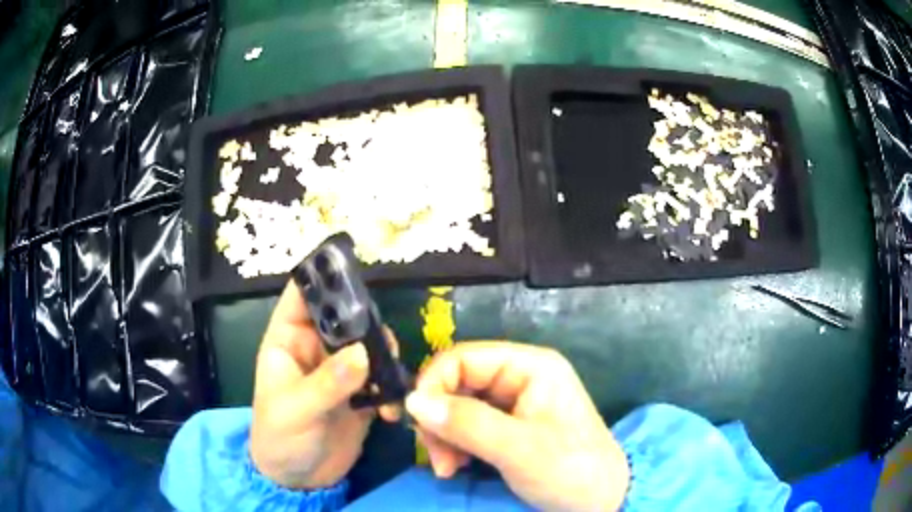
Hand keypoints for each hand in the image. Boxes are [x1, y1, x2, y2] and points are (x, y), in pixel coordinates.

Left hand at [249, 280, 397, 488]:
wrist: (298, 480)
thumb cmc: (279, 438)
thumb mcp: (295, 410)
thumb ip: (327, 382)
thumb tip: (363, 352)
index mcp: (288, 341)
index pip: (301, 297)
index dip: (321, 277)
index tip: (350, 265)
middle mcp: (315, 350)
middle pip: (343, 318)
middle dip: (365, 321)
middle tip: (384, 337)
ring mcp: (340, 373)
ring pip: (367, 346)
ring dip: (384, 355)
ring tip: (392, 372)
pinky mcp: (360, 395)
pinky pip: (381, 379)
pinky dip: (392, 387)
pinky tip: (392, 408)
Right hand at [405, 342, 628, 510]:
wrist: (602, 501)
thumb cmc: (570, 470)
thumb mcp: (519, 449)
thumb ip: (466, 423)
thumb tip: (412, 400)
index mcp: (531, 367)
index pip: (464, 357)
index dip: (433, 384)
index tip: (416, 421)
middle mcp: (520, 377)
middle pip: (457, 382)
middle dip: (438, 418)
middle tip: (436, 457)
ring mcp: (514, 403)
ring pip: (457, 406)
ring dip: (443, 436)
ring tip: (448, 468)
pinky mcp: (509, 427)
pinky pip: (467, 426)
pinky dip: (454, 445)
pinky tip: (456, 466)